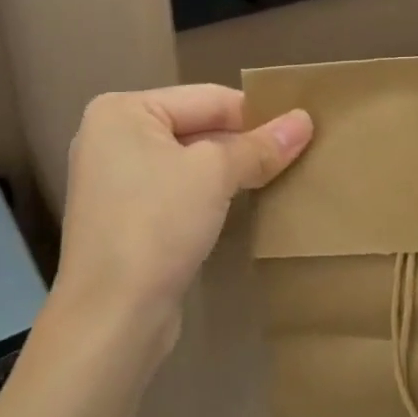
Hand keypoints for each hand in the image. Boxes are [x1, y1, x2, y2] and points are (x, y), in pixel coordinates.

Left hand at [55, 86, 313, 352]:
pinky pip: (177, 191)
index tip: (301, 129)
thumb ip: (260, 146)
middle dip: (244, 144)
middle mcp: (111, 138)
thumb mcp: (216, 174)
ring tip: (278, 177)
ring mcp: (114, 180)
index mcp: (122, 111)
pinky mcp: (124, 218)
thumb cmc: (157, 224)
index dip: (256, 114)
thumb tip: (305, 120)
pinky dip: (209, 195)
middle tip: (296, 154)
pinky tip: (241, 205)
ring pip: (189, 162)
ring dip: (230, 171)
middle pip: (197, 127)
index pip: (207, 98)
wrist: (111, 318)